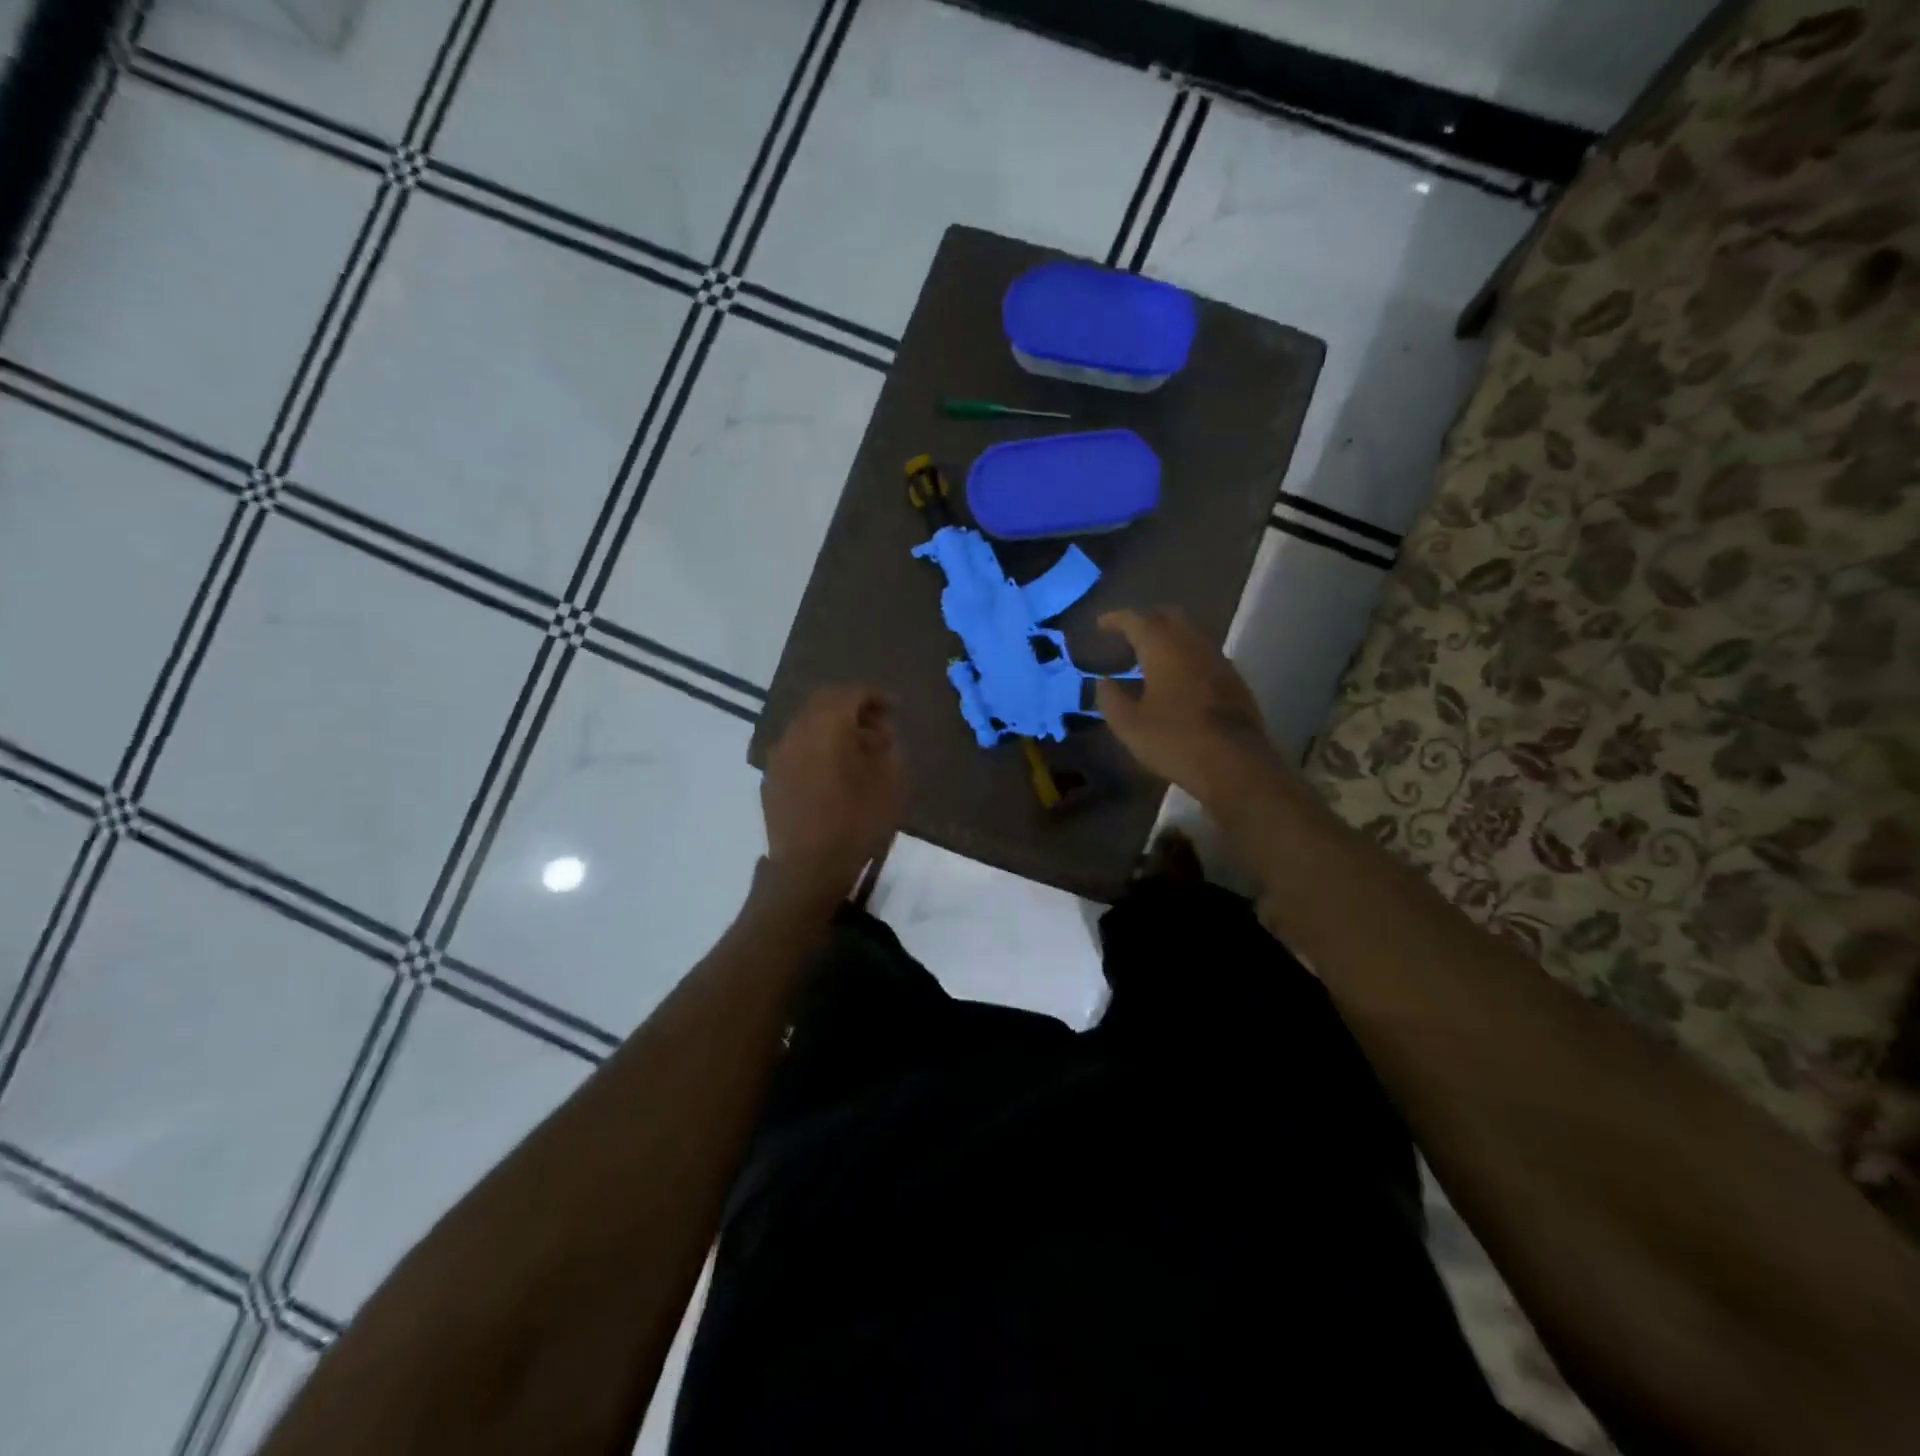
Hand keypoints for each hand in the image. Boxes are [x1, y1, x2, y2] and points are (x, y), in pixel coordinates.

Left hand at [761, 686, 905, 899]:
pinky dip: (817, 746)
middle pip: (824, 702)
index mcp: (827, 725)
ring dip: (833, 727)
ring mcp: (779, 754)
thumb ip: (889, 747)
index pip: (851, 693)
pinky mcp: (771, 777)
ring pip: (808, 724)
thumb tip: (879, 733)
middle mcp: (797, 731)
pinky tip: (833, 770)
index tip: (895, 708)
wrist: (807, 868)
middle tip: (878, 724)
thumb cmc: (856, 822)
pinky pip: (797, 748)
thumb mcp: (891, 783)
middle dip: (852, 707)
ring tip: (858, 750)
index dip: (876, 696)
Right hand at [1094, 608, 1286, 806]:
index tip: (1101, 624)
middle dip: (1146, 620)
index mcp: (1163, 649)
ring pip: (1190, 634)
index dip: (1116, 619)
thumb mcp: (1129, 726)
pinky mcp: (1234, 680)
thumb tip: (1104, 681)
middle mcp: (1193, 644)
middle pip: (1168, 616)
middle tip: (1127, 635)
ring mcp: (1218, 661)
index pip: (1136, 620)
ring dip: (1168, 638)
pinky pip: (1204, 654)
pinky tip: (1177, 678)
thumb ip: (1111, 699)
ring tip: (1149, 657)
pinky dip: (1185, 656)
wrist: (1235, 765)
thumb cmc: (1175, 741)